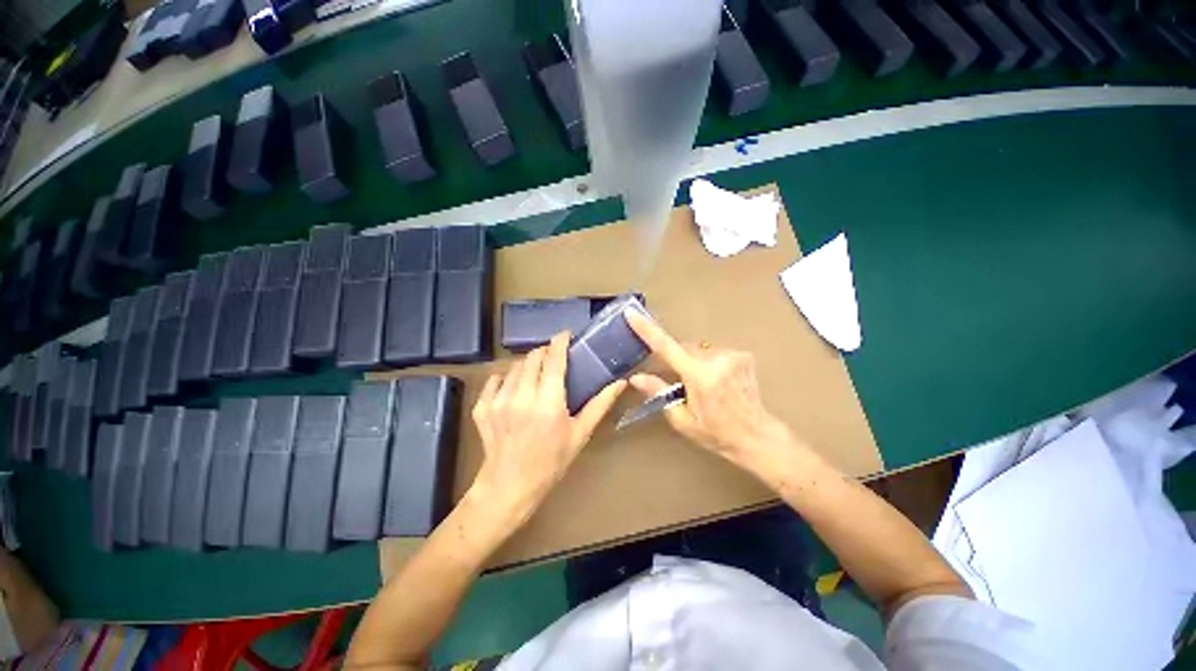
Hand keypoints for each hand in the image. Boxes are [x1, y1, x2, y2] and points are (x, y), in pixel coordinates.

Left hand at [468, 332, 626, 521]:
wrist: (509, 487)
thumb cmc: (550, 462)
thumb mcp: (579, 434)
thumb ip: (599, 405)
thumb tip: (620, 383)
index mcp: (548, 402)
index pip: (554, 359)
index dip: (560, 342)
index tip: (565, 334)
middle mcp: (521, 396)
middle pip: (532, 357)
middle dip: (544, 352)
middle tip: (553, 359)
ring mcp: (498, 401)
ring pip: (515, 367)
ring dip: (528, 366)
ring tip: (536, 377)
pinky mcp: (482, 407)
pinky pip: (495, 379)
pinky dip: (506, 378)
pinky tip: (514, 389)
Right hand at [625, 310, 791, 466]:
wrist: (757, 436)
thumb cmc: (717, 433)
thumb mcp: (682, 420)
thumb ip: (659, 393)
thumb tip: (636, 378)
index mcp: (699, 376)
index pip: (666, 347)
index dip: (647, 329)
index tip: (633, 314)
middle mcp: (716, 359)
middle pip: (683, 348)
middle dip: (678, 361)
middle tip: (684, 386)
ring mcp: (732, 355)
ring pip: (699, 350)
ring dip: (694, 362)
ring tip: (705, 387)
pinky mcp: (742, 355)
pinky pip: (714, 352)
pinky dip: (709, 363)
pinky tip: (718, 381)